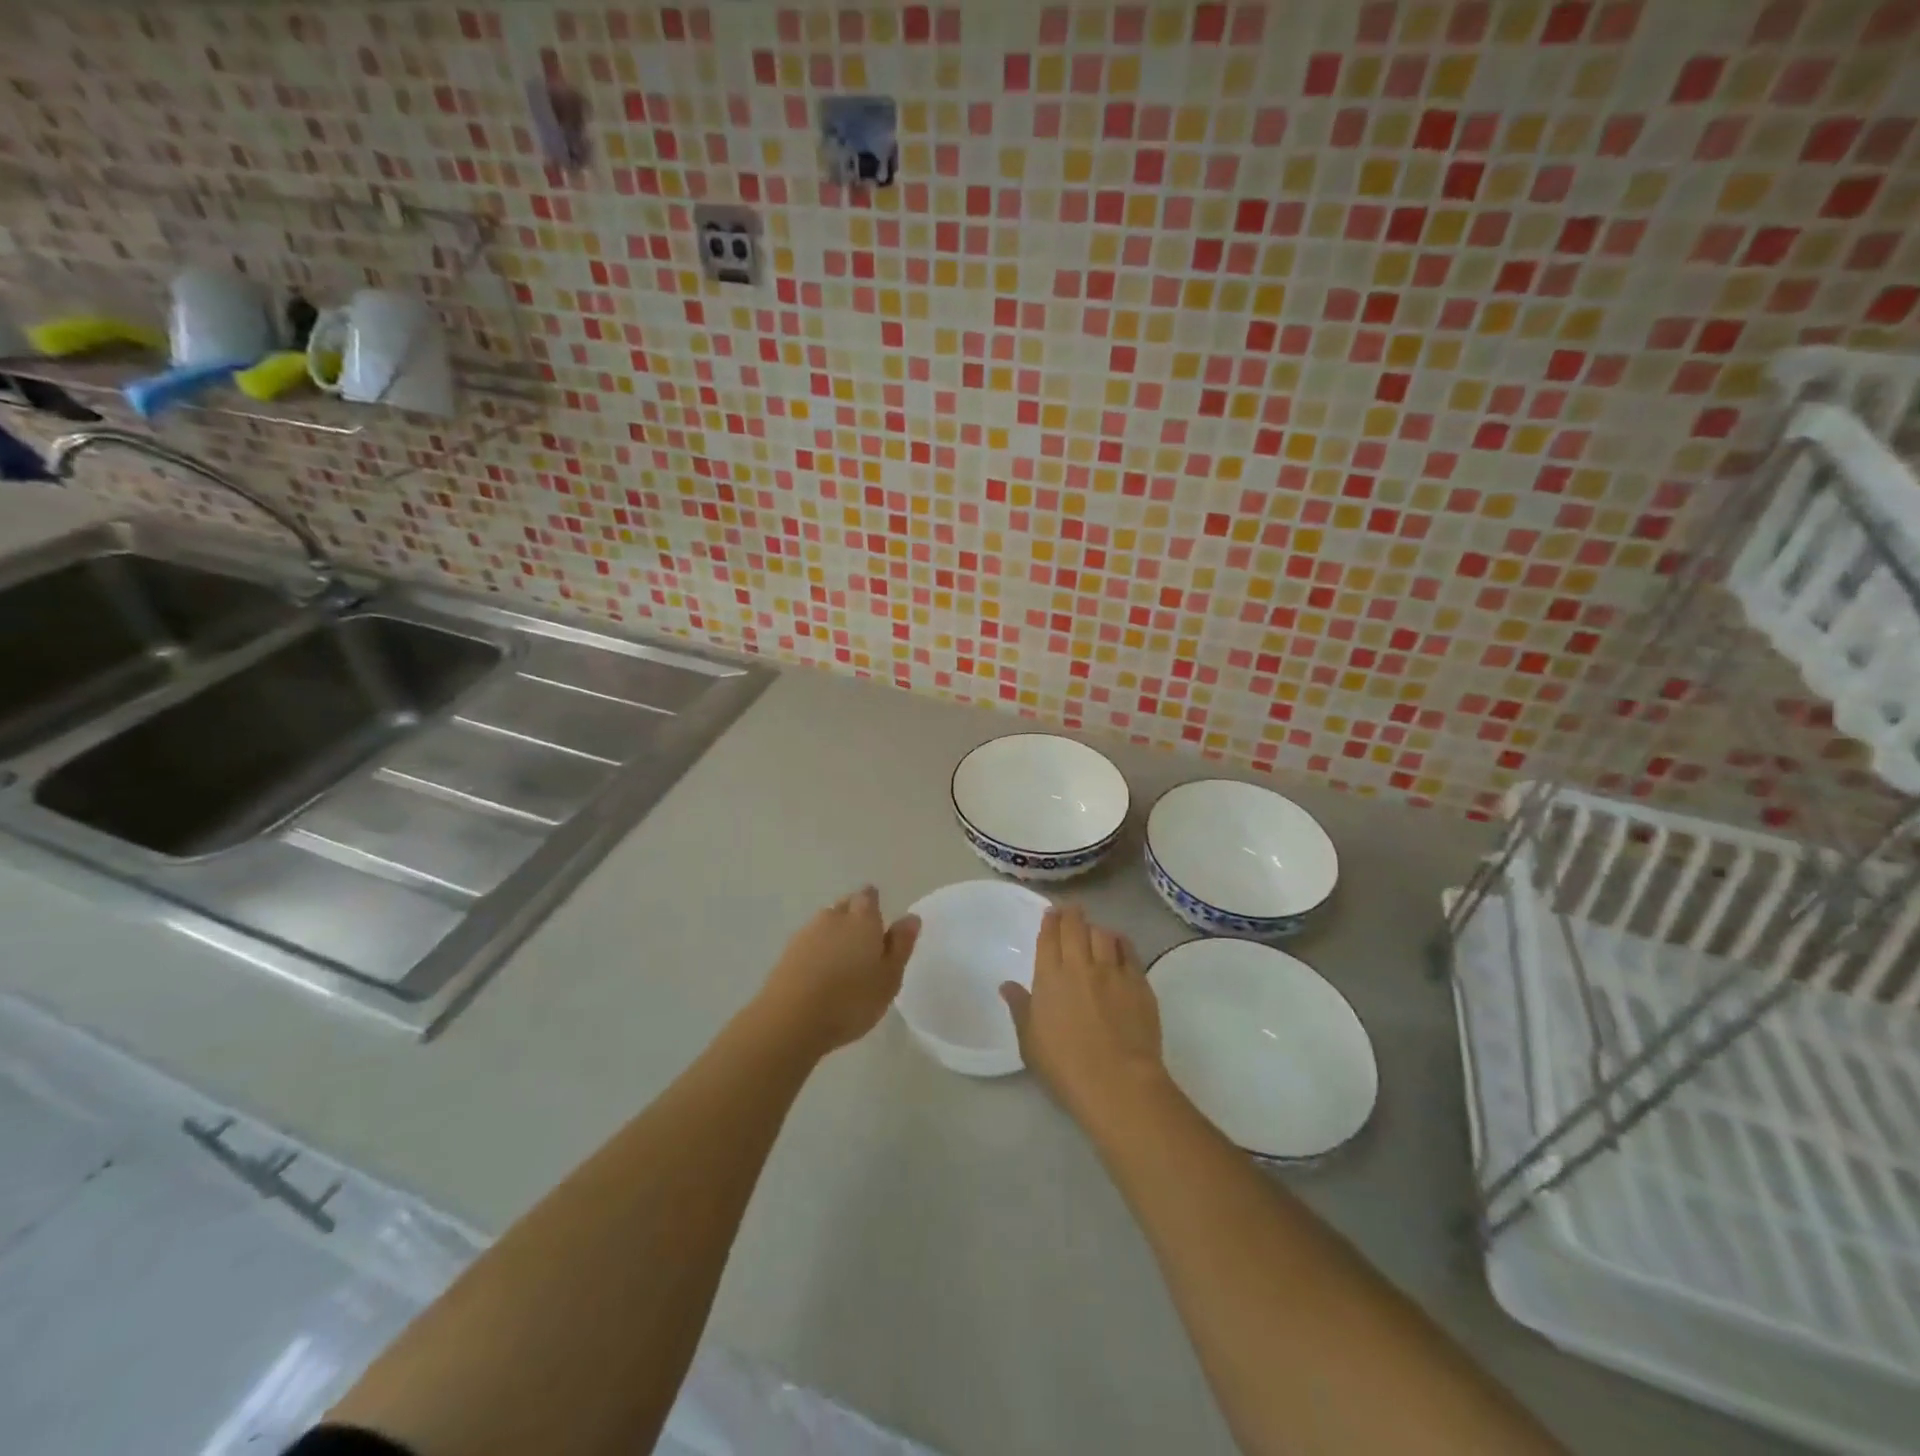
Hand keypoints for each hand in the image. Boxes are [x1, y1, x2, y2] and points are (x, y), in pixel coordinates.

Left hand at [758, 886, 919, 1055]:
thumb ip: (901, 945)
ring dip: (833, 934)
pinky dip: (816, 951)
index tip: (878, 919)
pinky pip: (808, 943)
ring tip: (843, 960)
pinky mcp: (787, 954)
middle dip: (854, 916)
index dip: (873, 903)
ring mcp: (806, 934)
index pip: (868, 897)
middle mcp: (833, 918)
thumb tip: (911, 917)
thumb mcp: (889, 977)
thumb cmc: (851, 1000)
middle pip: (845, 906)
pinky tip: (820, 973)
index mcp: (862, 919)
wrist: (790, 1020)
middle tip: (864, 940)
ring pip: (824, 924)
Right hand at [1000, 905, 1166, 1127]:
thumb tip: (1007, 985)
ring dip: (1095, 928)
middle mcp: (1081, 965)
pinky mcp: (1139, 982)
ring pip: (1103, 934)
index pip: (1049, 936)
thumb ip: (1020, 1007)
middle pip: (1076, 927)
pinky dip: (1120, 942)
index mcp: (1050, 976)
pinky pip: (1129, 950)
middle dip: (1071, 915)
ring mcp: (1112, 971)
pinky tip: (1118, 944)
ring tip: (1094, 931)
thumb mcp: (1029, 1041)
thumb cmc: (1064, 1065)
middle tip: (1070, 912)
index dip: (1050, 921)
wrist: (1117, 1081)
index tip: (1051, 913)